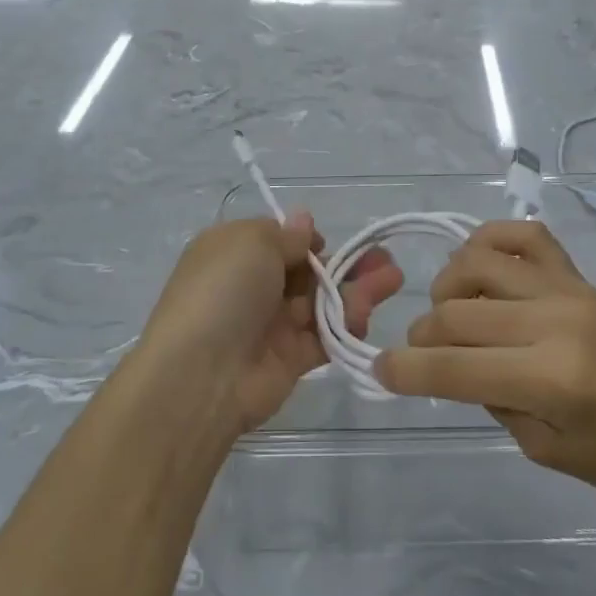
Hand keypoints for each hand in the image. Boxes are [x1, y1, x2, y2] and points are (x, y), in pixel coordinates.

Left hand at [138, 215, 403, 436]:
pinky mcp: (290, 359)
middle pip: (308, 271)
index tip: (327, 241)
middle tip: (385, 259)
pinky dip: (346, 324)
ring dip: (357, 289)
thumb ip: (286, 234)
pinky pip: (324, 336)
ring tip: (392, 279)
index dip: (307, 240)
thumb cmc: (224, 290)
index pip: (278, 240)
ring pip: (322, 302)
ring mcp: (271, 325)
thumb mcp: (251, 242)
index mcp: (234, 253)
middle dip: (346, 263)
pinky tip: (367, 314)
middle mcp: (252, 286)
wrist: (202, 374)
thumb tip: (303, 221)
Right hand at [376, 222, 595, 517]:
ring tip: (452, 313)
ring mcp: (568, 290)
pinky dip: (490, 240)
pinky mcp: (581, 276)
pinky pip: (526, 236)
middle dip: (421, 337)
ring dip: (447, 288)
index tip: (378, 372)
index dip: (405, 372)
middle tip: (419, 357)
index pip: (453, 368)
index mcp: (550, 380)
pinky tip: (481, 265)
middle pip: (456, 313)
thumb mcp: (548, 452)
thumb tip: (453, 364)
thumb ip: (493, 400)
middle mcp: (554, 322)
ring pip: (478, 264)